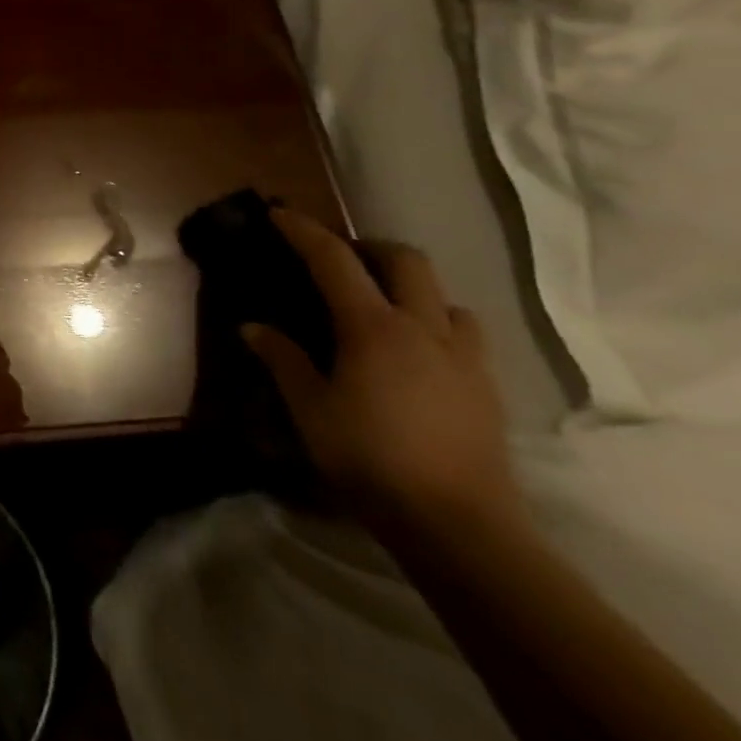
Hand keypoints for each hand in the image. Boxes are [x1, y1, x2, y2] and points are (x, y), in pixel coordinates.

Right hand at [242, 210, 523, 540]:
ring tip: (384, 307)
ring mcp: (463, 358)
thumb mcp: (310, 409)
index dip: (304, 231)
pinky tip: (418, 353)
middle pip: (406, 260)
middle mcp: (423, 329)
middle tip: (341, 261)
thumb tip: (252, 326)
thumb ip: (283, 360)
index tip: (280, 213)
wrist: (460, 527)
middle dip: (370, 247)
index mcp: (373, 328)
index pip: (334, 259)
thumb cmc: (370, 460)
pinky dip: (438, 323)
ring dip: (412, 288)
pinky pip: (465, 333)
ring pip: (445, 296)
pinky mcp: (487, 388)